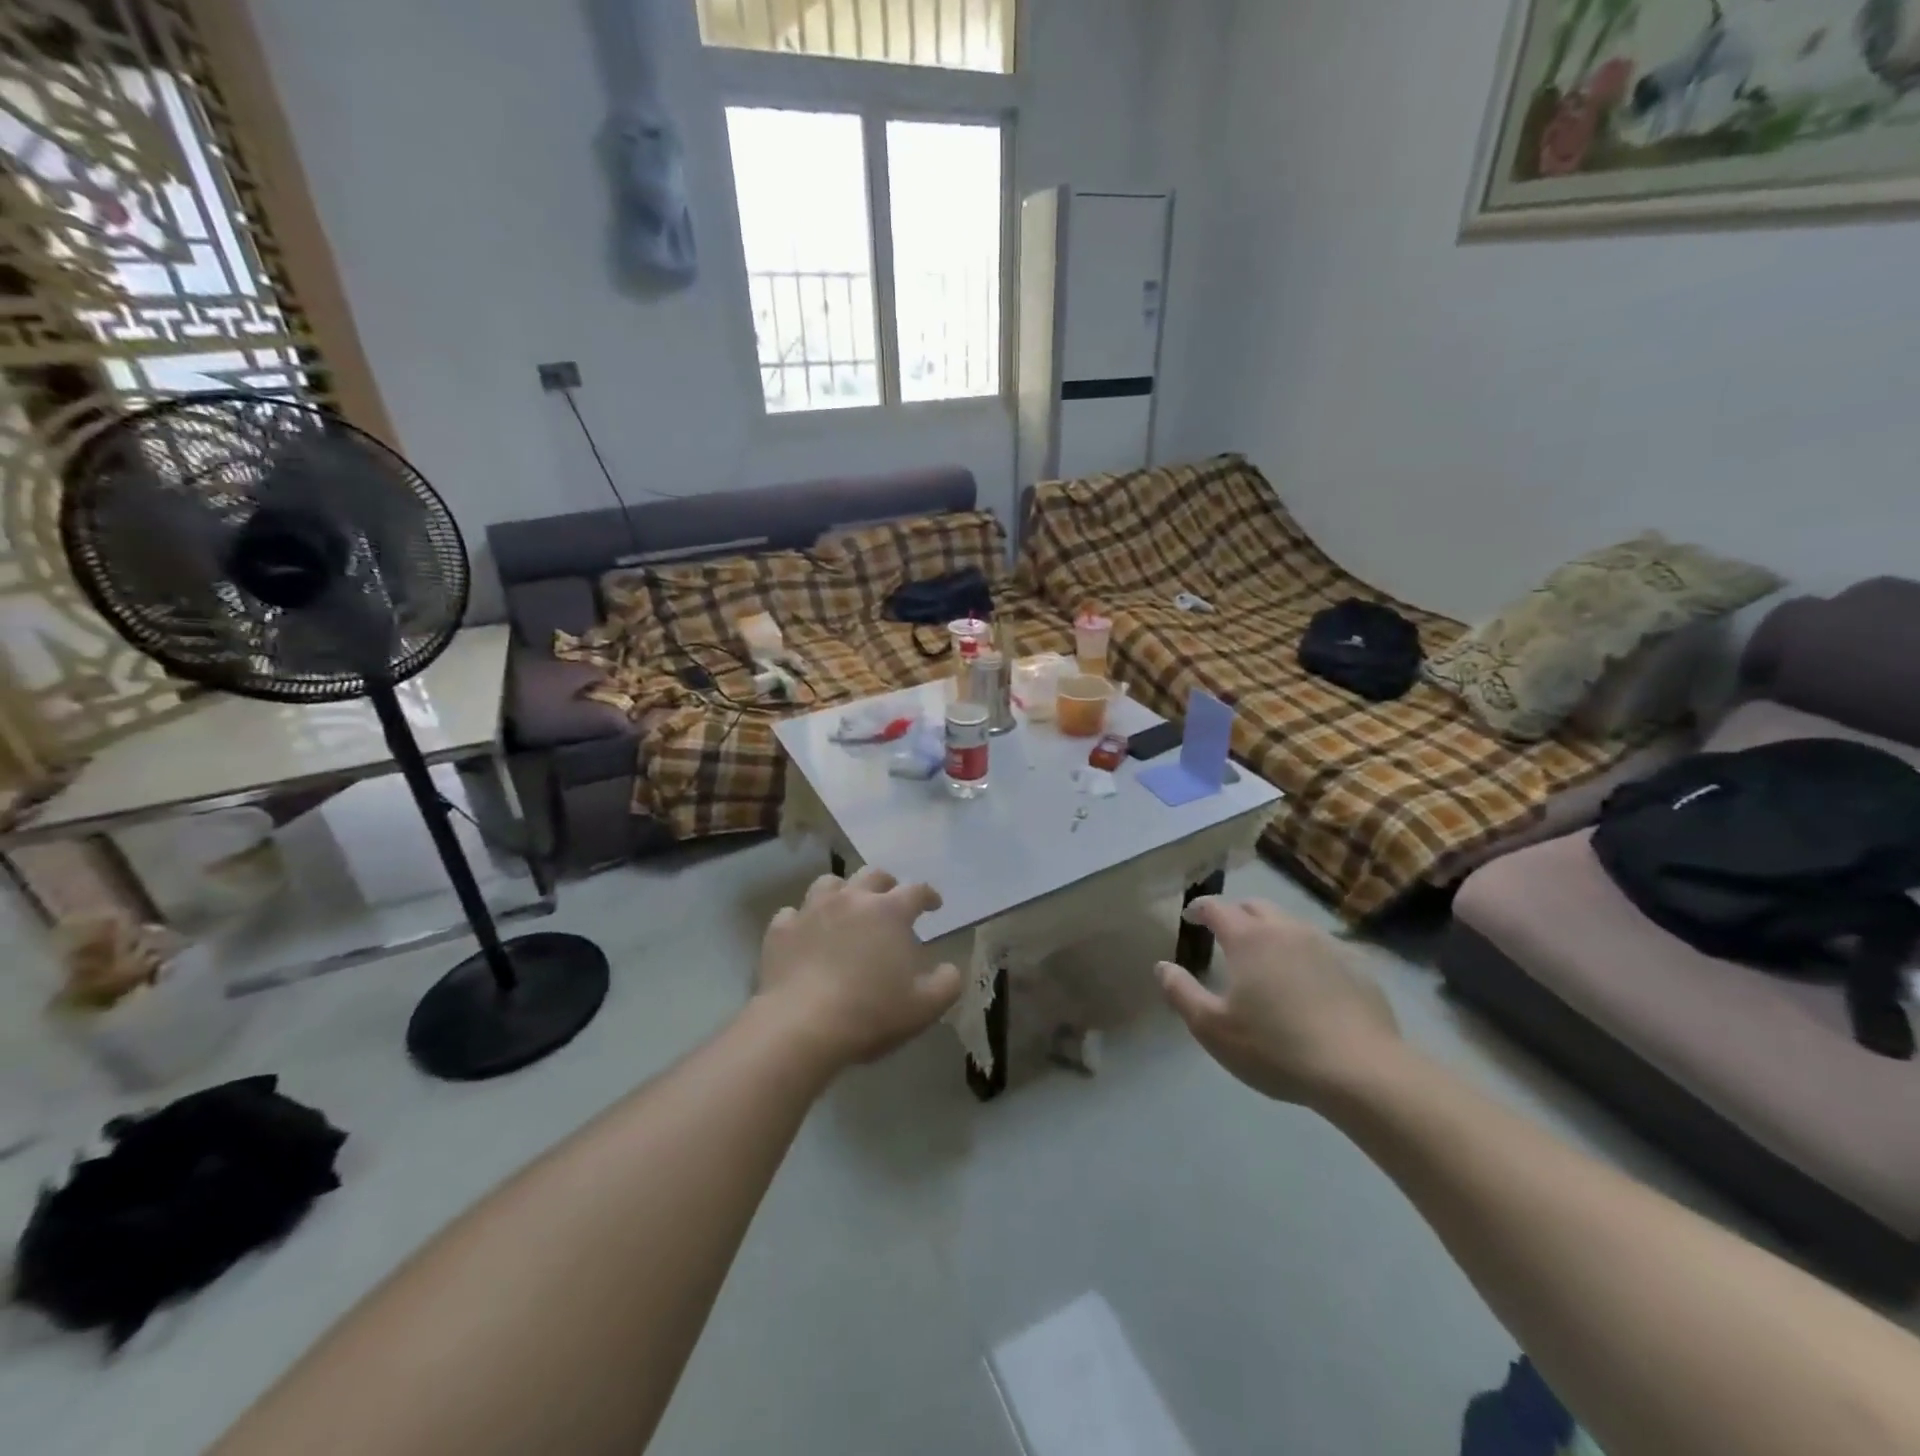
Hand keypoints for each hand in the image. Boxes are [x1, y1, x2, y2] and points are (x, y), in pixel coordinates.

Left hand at [758, 867, 962, 1068]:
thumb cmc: (870, 1012)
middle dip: (886, 883)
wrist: (802, 1026)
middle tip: (891, 899)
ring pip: (829, 884)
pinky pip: (792, 914)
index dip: (928, 895)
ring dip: (842, 892)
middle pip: (872, 875)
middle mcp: (851, 899)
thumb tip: (950, 969)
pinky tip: (805, 934)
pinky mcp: (780, 930)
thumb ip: (947, 983)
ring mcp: (811, 910)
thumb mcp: (925, 1006)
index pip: (916, 891)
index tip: (934, 905)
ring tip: (845, 908)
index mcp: (889, 911)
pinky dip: (802, 920)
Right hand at [1157, 898, 1401, 1106]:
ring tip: (1265, 957)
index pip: (1216, 907)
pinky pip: (1321, 948)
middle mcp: (1286, 930)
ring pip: (1290, 924)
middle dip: (1236, 913)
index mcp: (1249, 939)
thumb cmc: (1276, 1048)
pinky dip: (1304, 954)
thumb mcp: (1213, 1029)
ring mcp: (1326, 945)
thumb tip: (1162, 966)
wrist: (1361, 1071)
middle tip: (1226, 932)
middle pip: (1256, 906)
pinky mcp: (1356, 967)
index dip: (1199, 908)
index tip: (1190, 916)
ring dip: (1272, 931)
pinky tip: (1306, 981)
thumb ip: (1182, 993)